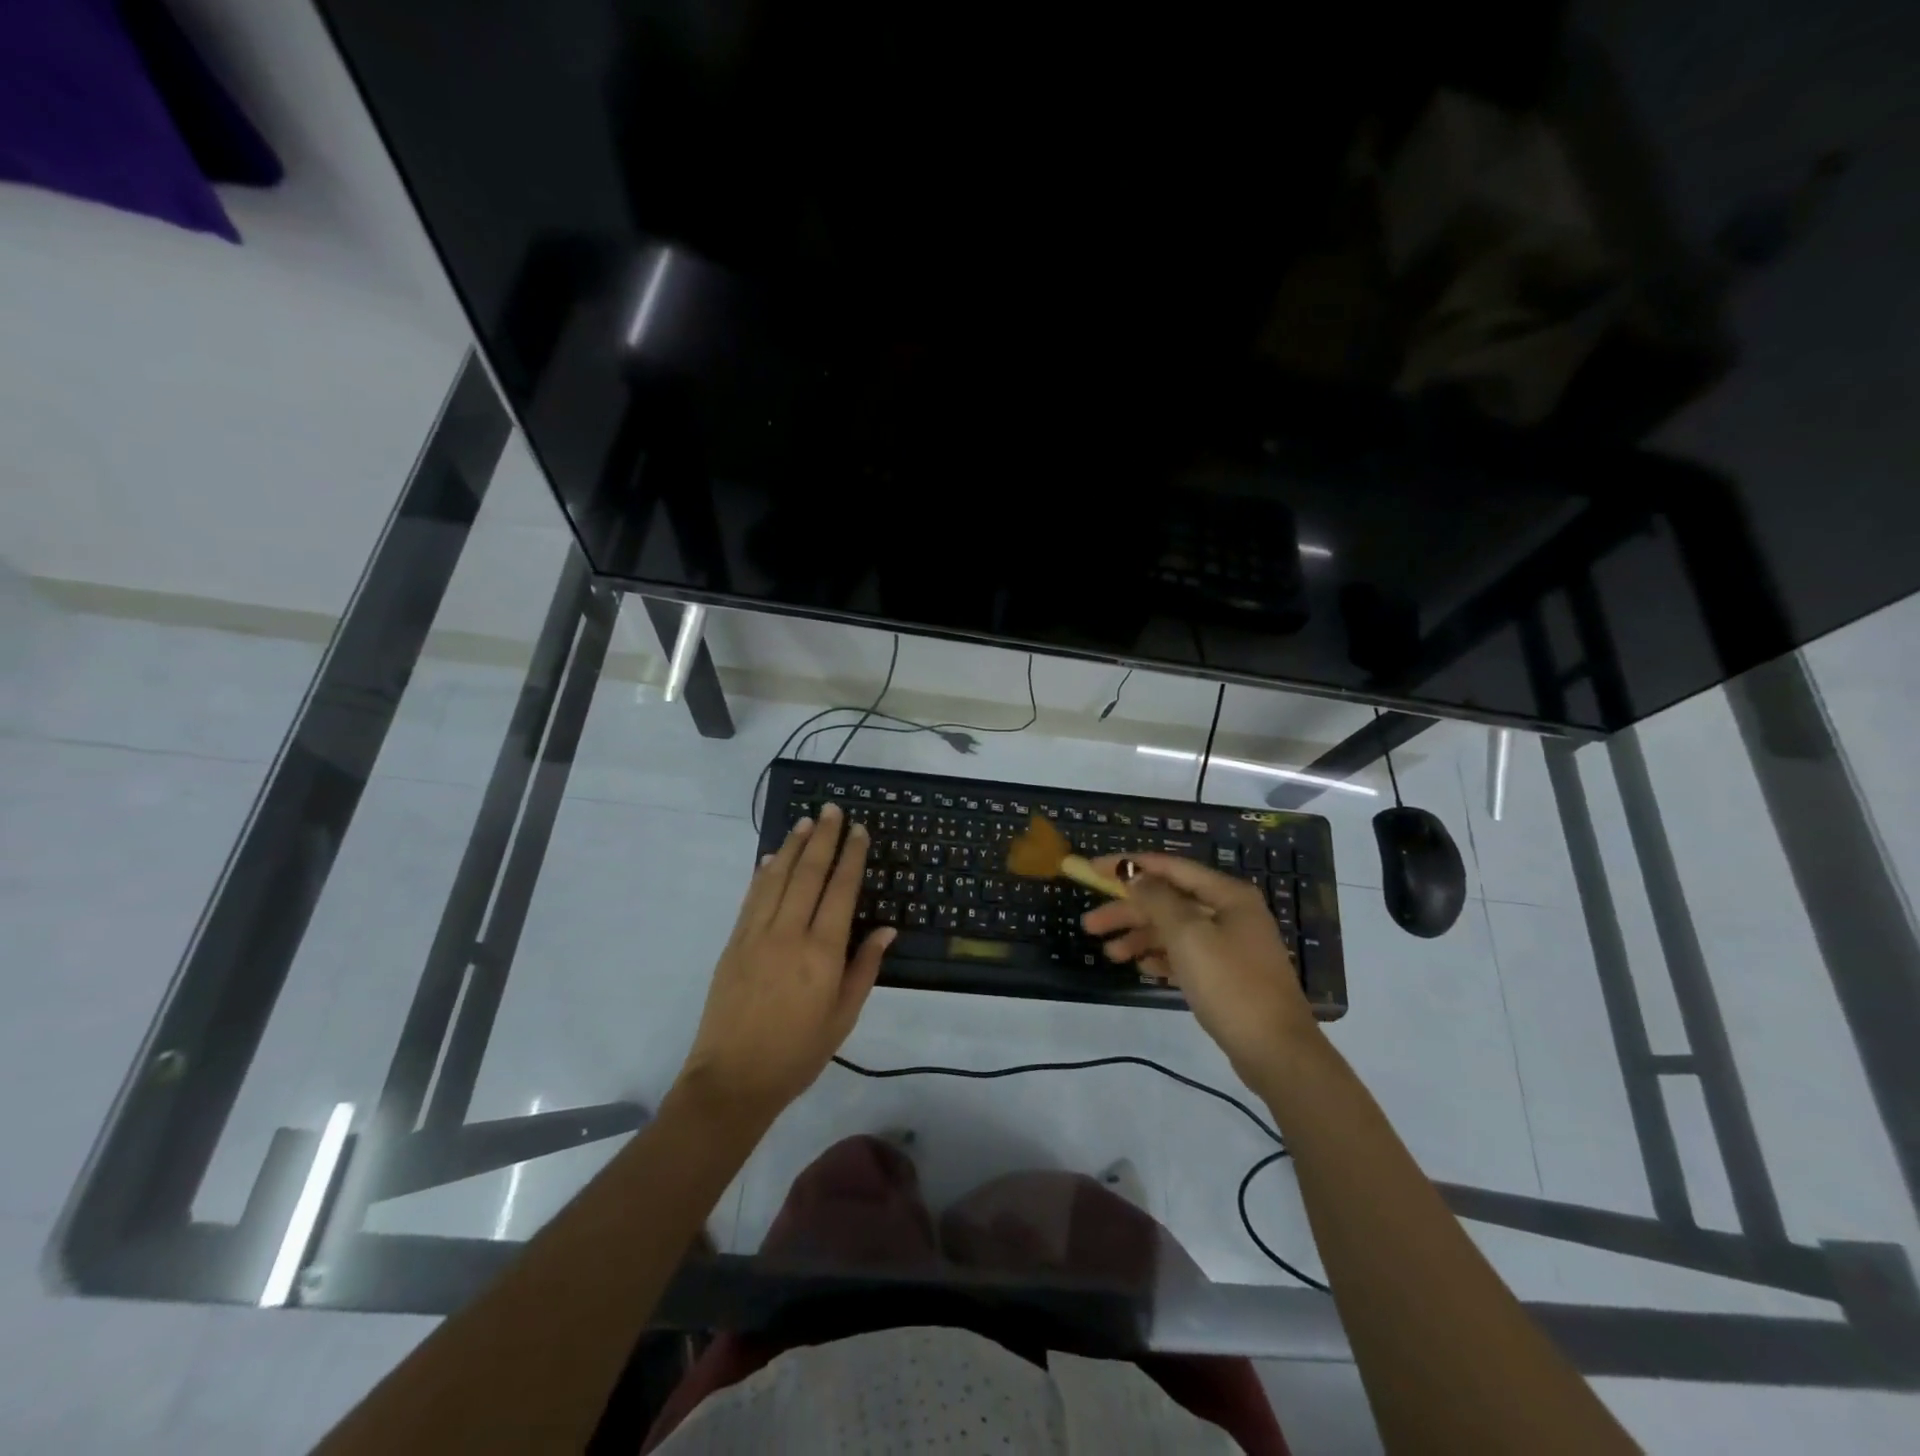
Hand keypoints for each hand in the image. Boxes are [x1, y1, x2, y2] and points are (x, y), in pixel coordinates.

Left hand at [677, 803, 893, 1122]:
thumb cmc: (798, 1053)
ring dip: (794, 847)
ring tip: (806, 822)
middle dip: (823, 838)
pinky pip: (752, 898)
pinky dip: (764, 873)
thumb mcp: (843, 1017)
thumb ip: (864, 968)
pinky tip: (773, 857)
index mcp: (822, 952)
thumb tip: (887, 930)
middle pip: (809, 874)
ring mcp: (756, 935)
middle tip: (832, 809)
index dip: (852, 856)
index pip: (841, 890)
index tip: (859, 830)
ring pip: (778, 878)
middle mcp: (789, 933)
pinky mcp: (734, 943)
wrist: (732, 1079)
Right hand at [1081, 852, 1317, 1078]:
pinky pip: (1186, 955)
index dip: (1129, 866)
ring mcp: (1231, 945)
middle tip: (1089, 924)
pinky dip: (1162, 957)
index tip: (1093, 869)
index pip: (1169, 868)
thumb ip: (1158, 900)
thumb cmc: (1231, 985)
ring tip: (1110, 954)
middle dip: (1128, 910)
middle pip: (1169, 901)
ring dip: (1140, 937)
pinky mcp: (1227, 974)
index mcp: (1227, 895)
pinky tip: (1141, 967)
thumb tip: (1135, 875)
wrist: (1277, 1052)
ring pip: (1175, 930)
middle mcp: (1230, 913)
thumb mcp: (1188, 936)